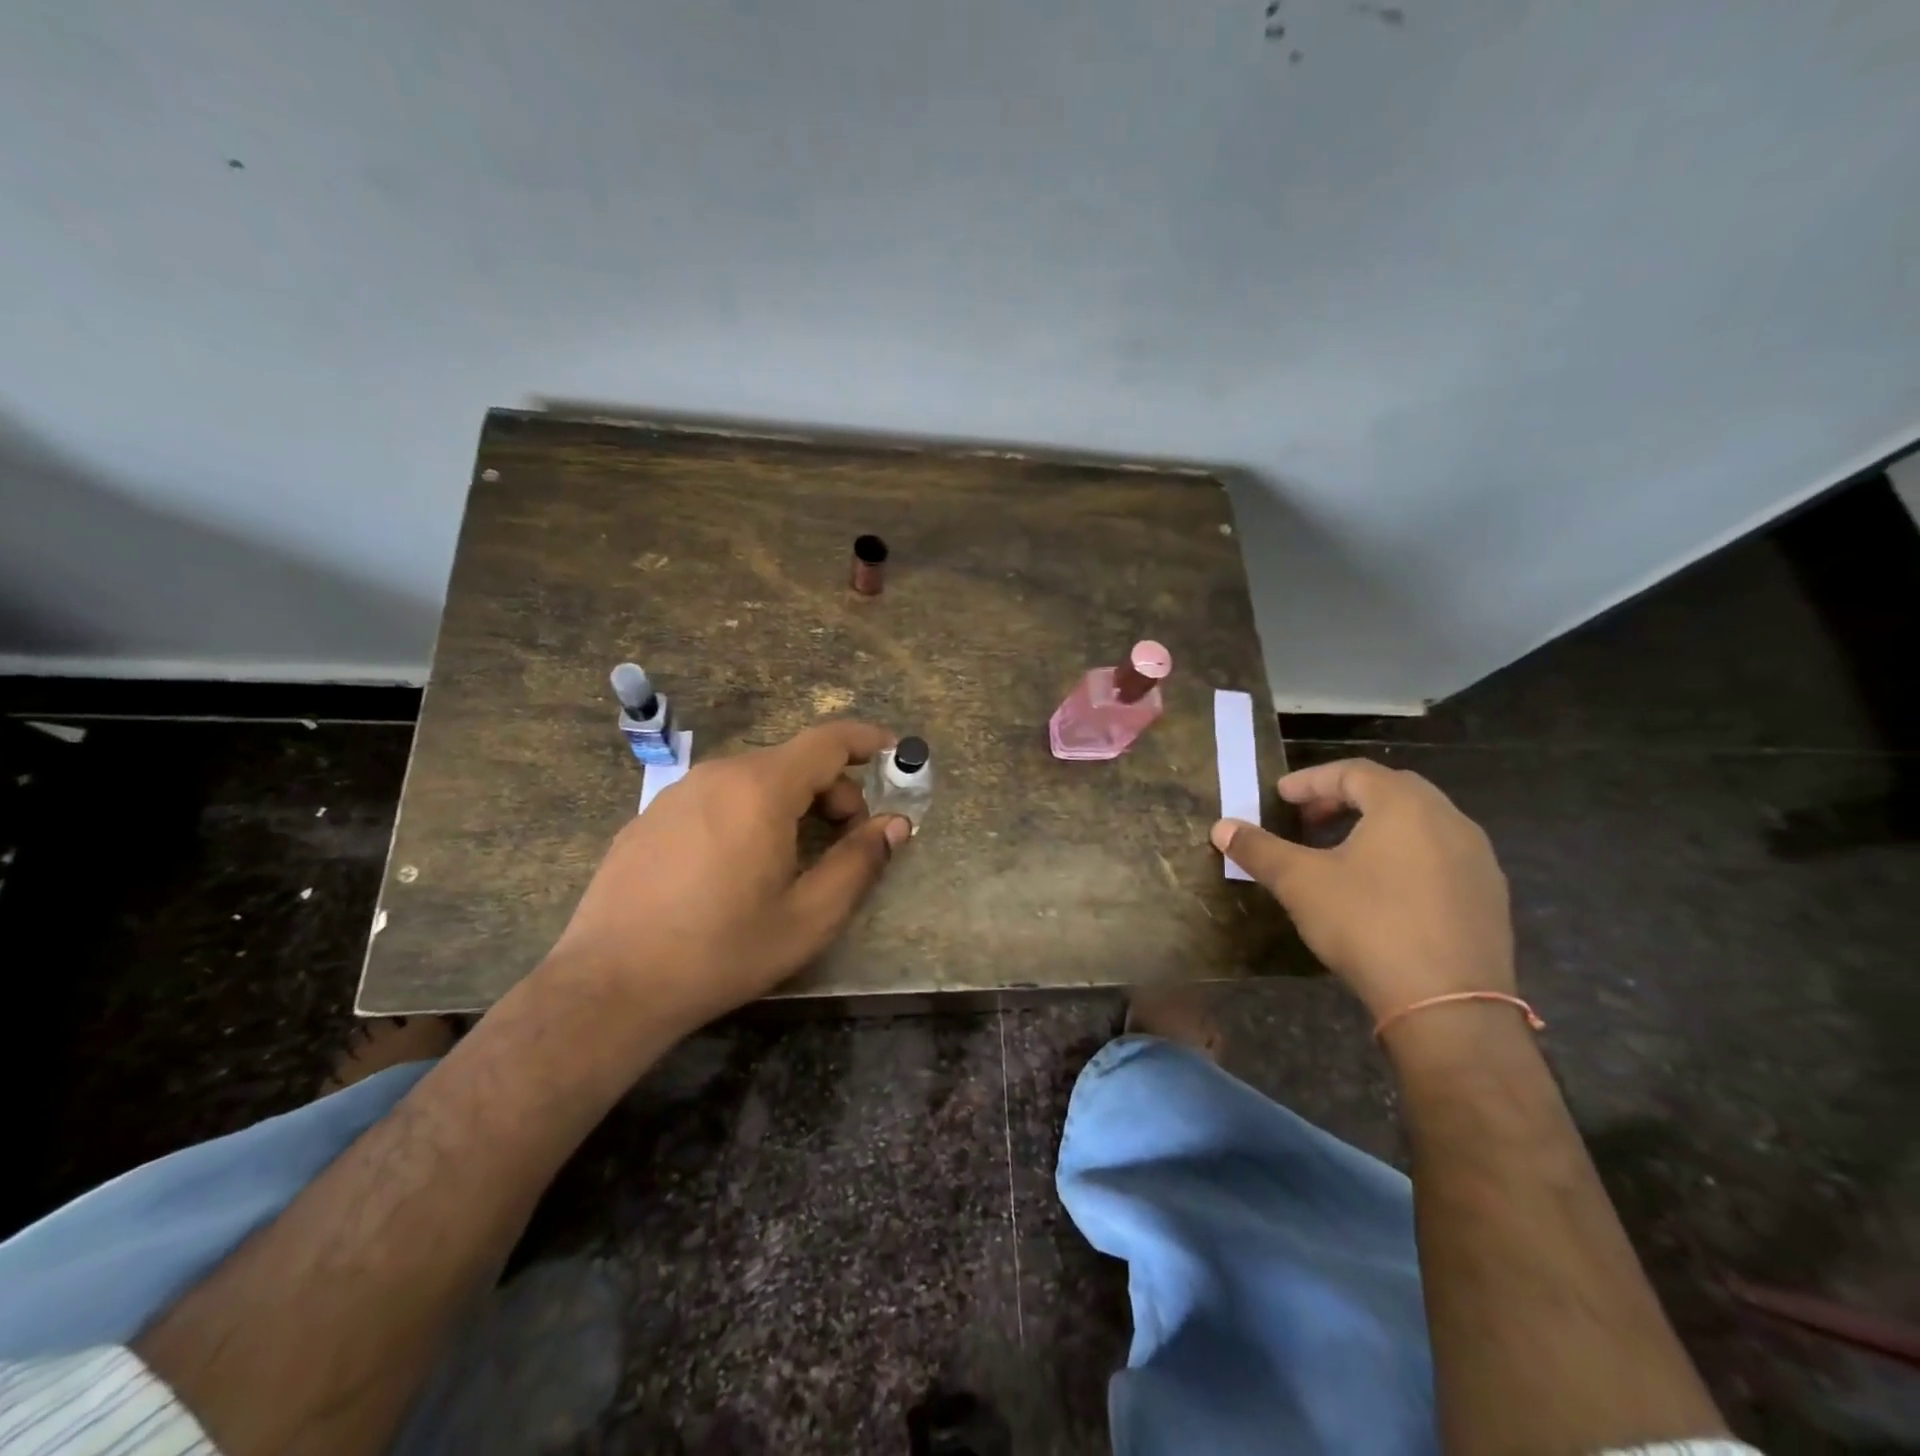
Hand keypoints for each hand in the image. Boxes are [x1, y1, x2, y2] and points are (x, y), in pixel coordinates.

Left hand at [542, 720, 910, 1039]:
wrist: (609, 986)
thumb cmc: (721, 951)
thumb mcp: (809, 917)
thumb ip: (860, 862)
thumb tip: (895, 825)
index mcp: (760, 788)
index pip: (828, 740)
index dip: (868, 741)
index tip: (897, 755)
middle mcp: (718, 774)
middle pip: (794, 762)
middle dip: (834, 791)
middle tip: (847, 841)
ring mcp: (677, 792)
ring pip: (755, 780)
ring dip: (792, 804)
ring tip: (793, 860)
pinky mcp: (651, 816)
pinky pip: (718, 798)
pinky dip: (750, 813)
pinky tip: (738, 869)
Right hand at [1210, 757, 1512, 1022]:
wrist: (1448, 1004)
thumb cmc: (1368, 924)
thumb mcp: (1300, 883)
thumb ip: (1259, 849)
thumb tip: (1221, 827)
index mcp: (1404, 806)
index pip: (1353, 772)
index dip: (1311, 780)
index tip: (1280, 797)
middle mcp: (1449, 820)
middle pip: (1391, 790)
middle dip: (1345, 798)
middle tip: (1310, 819)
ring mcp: (1477, 859)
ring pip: (1421, 823)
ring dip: (1377, 825)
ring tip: (1342, 851)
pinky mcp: (1489, 897)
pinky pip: (1441, 856)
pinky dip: (1406, 854)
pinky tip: (1383, 888)